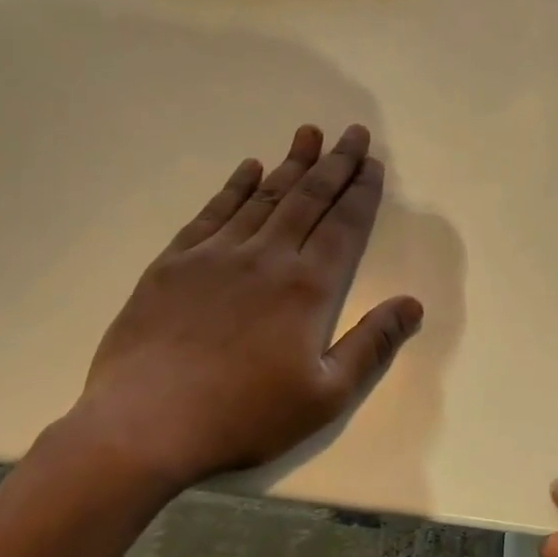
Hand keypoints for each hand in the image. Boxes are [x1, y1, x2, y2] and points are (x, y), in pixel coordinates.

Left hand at [63, 123, 422, 488]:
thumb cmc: (244, 416)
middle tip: (352, 132)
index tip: (373, 163)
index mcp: (307, 288)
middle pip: (308, 199)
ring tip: (308, 134)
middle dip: (334, 164)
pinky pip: (212, 213)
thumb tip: (412, 305)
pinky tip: (248, 168)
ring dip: (290, 164)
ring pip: (263, 197)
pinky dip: (234, 187)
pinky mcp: (174, 263)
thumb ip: (371, 346)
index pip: (344, 226)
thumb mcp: (325, 396)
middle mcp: (266, 258)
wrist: (145, 424)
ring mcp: (216, 255)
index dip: (361, 192)